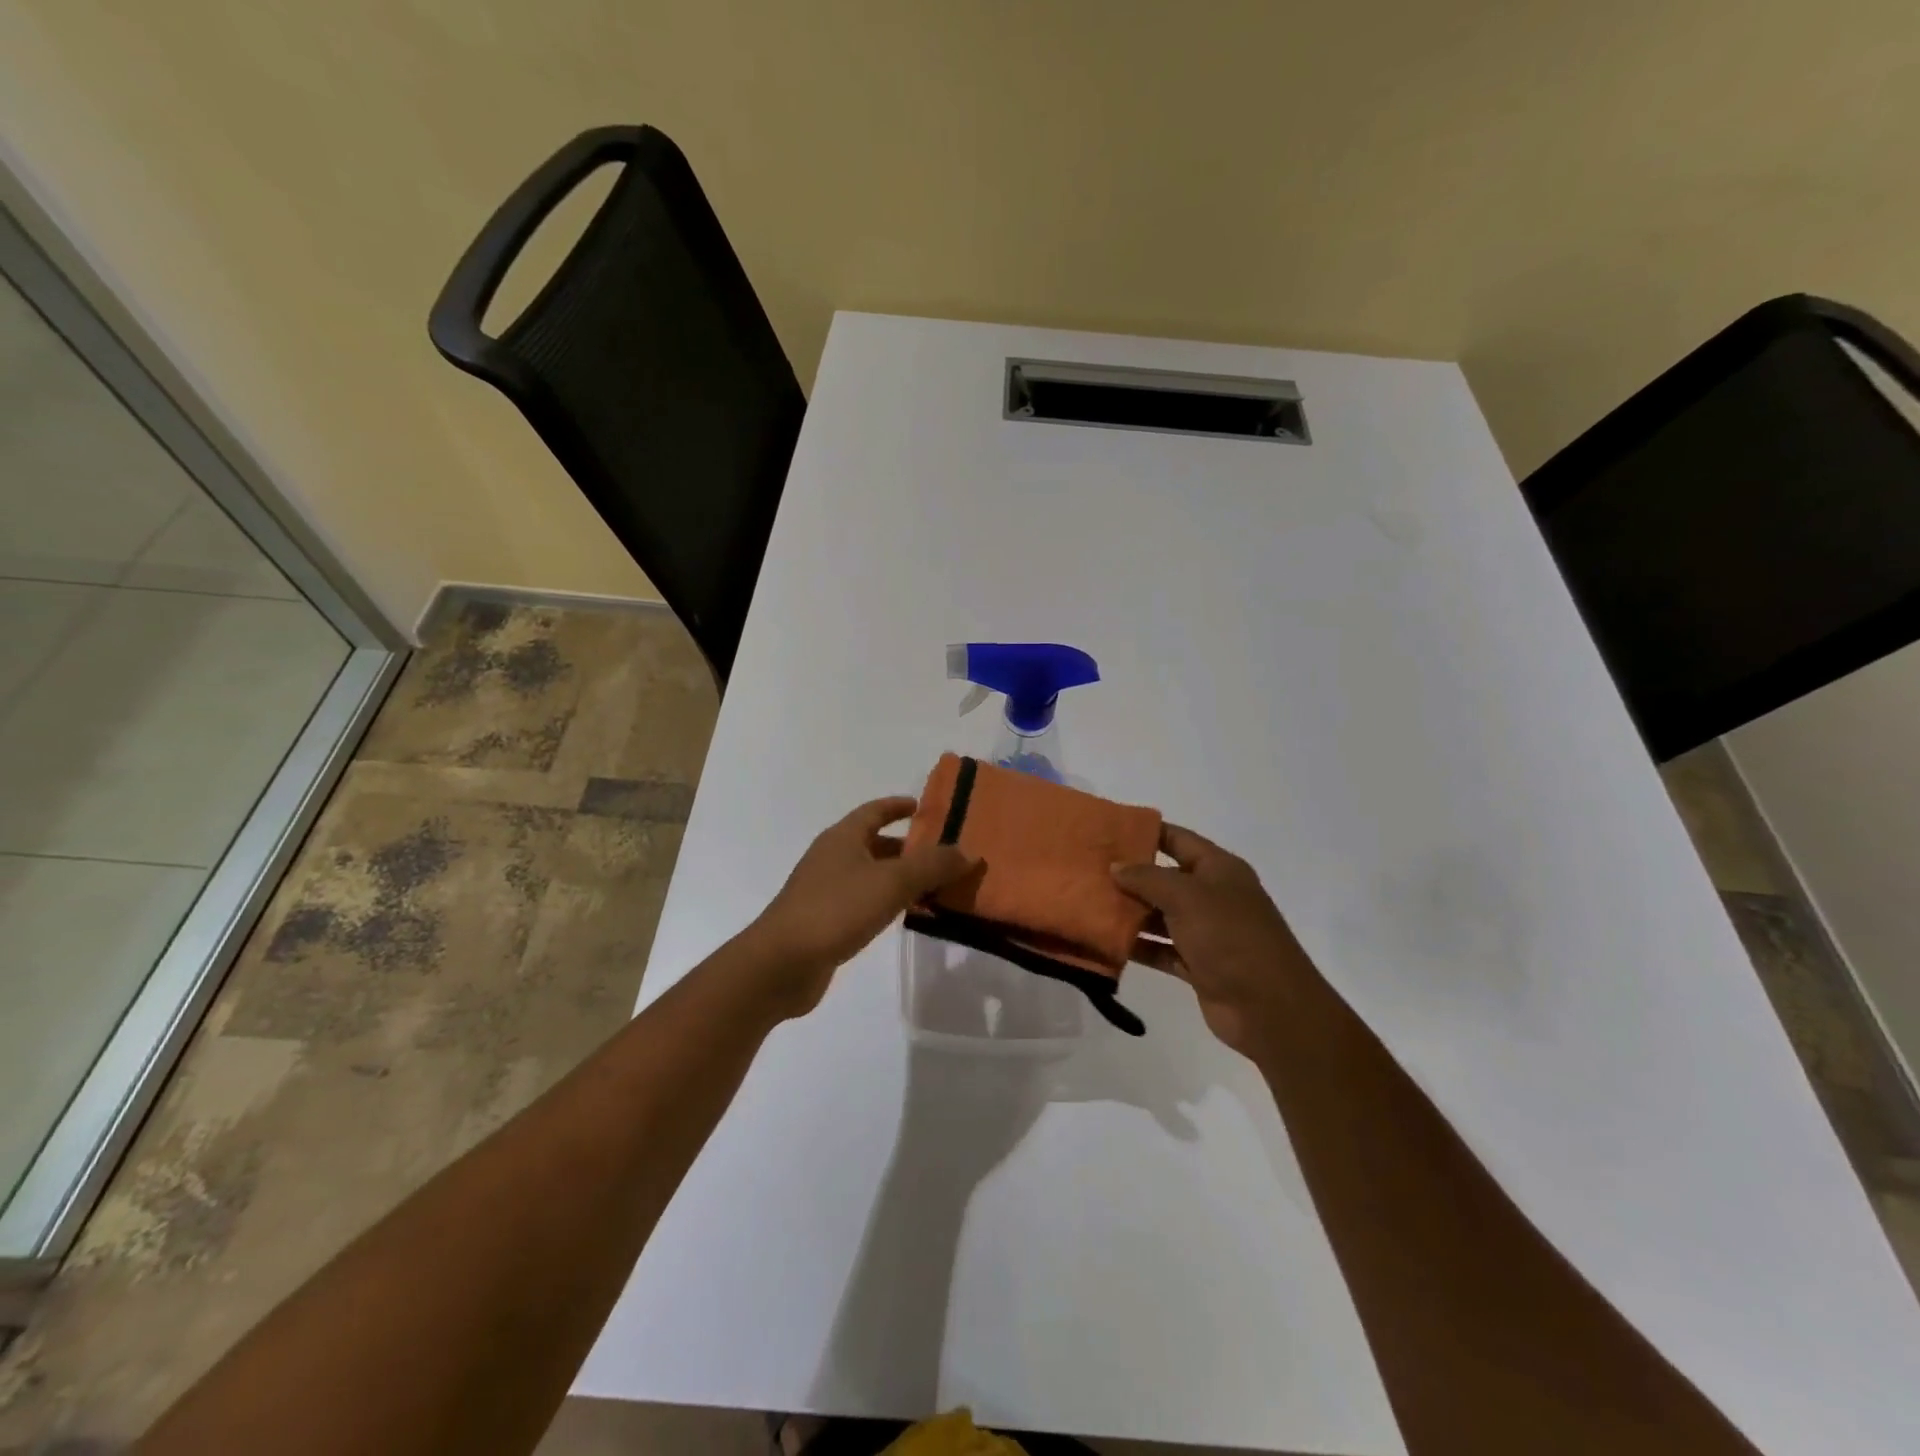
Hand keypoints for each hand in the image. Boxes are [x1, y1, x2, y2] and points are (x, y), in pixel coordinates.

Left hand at [743, 797, 977, 1018]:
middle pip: (875, 844)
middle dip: (909, 848)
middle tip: (945, 856)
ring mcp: (825, 890)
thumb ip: (932, 865)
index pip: (875, 811)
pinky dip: (887, 903)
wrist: (781, 964)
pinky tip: (906, 917)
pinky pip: (864, 902)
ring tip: (936, 888)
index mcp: (842, 837)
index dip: (899, 806)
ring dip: (901, 878)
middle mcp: (832, 857)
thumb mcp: (891, 882)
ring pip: (871, 875)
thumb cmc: (836, 910)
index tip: (925, 808)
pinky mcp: (824, 921)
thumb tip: (967, 852)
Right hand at [1112, 824, 1323, 1058]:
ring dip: (1130, 912)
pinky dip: (1139, 946)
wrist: (1269, 1007)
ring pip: (1161, 915)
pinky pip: (1162, 949)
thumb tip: (1116, 866)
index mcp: (1219, 869)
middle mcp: (1213, 896)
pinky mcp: (1198, 965)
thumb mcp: (1186, 896)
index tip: (1107, 832)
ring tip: (1089, 904)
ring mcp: (1206, 933)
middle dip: (1130, 875)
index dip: (1145, 833)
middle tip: (1087, 870)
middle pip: (1165, 878)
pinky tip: (1107, 942)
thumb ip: (1147, 878)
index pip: (1178, 839)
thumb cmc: (1230, 936)